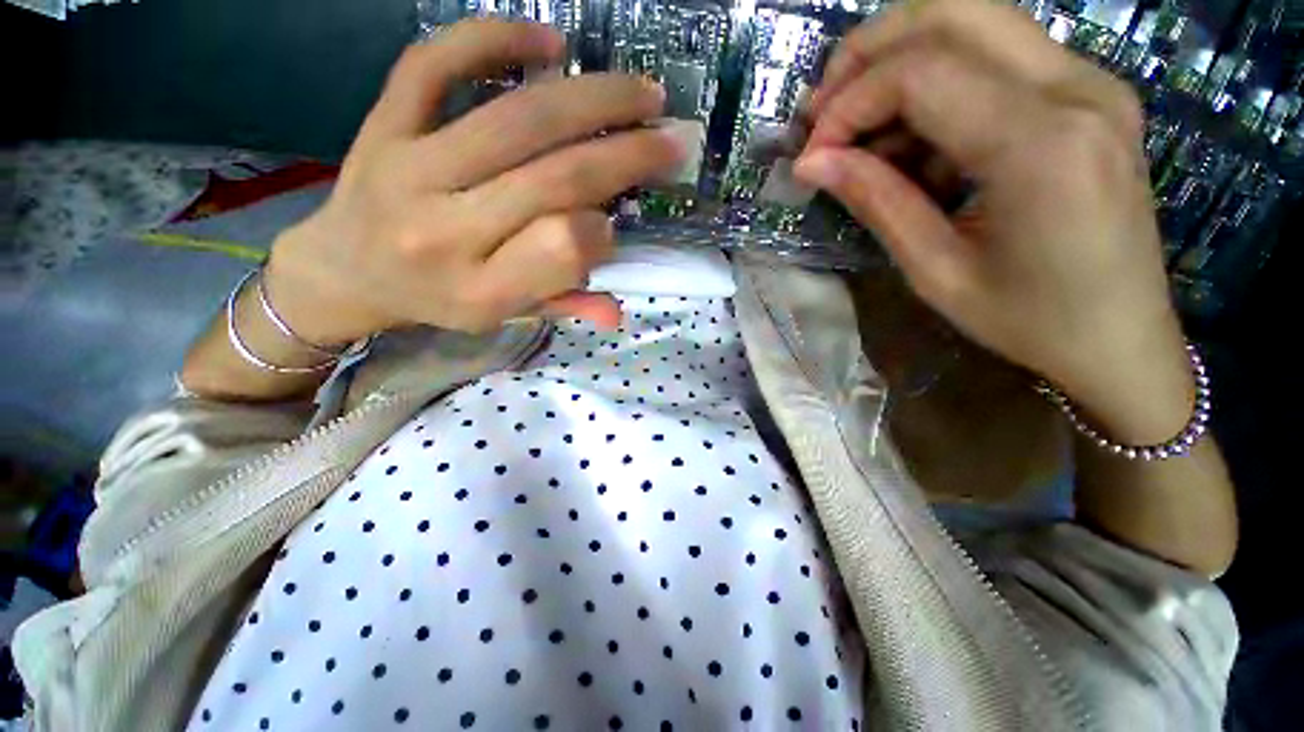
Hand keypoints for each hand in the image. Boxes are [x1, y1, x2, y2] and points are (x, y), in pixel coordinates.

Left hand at [266, 19, 681, 342]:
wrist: (345, 270)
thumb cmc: (437, 300)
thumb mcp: (502, 318)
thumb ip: (562, 306)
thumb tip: (618, 312)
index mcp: (479, 291)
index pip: (561, 251)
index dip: (602, 232)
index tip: (617, 223)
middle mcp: (445, 232)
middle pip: (553, 179)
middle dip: (626, 154)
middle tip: (671, 138)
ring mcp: (410, 168)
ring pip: (515, 119)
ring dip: (592, 98)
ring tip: (642, 92)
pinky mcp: (384, 124)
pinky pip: (435, 64)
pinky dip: (494, 39)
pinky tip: (549, 40)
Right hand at [797, 0, 1192, 442]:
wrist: (1122, 338)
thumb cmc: (1030, 322)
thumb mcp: (936, 272)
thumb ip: (876, 201)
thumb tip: (811, 163)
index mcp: (1043, 145)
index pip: (921, 73)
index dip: (848, 104)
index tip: (810, 154)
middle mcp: (1077, 88)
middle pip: (951, 13)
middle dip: (867, 52)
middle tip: (822, 109)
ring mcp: (1091, 82)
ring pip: (974, 22)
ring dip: (899, 64)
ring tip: (860, 133)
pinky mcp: (1087, 93)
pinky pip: (996, 57)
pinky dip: (937, 86)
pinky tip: (917, 145)